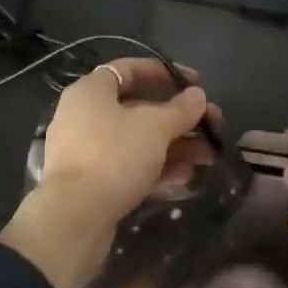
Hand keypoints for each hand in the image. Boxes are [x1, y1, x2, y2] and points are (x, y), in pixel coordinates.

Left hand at [2, 59, 219, 287]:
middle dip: (179, 119)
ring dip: (175, 146)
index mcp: (91, 91)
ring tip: (208, 157)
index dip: (165, 73)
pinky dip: (156, 167)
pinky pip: (128, 165)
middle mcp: (84, 115)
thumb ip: (180, 109)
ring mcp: (86, 150)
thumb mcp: (155, 128)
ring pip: (137, 140)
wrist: (75, 218)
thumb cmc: (114, 156)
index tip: (195, 84)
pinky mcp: (91, 181)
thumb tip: (197, 96)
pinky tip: (185, 177)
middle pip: (139, 108)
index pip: (130, 69)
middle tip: (212, 127)